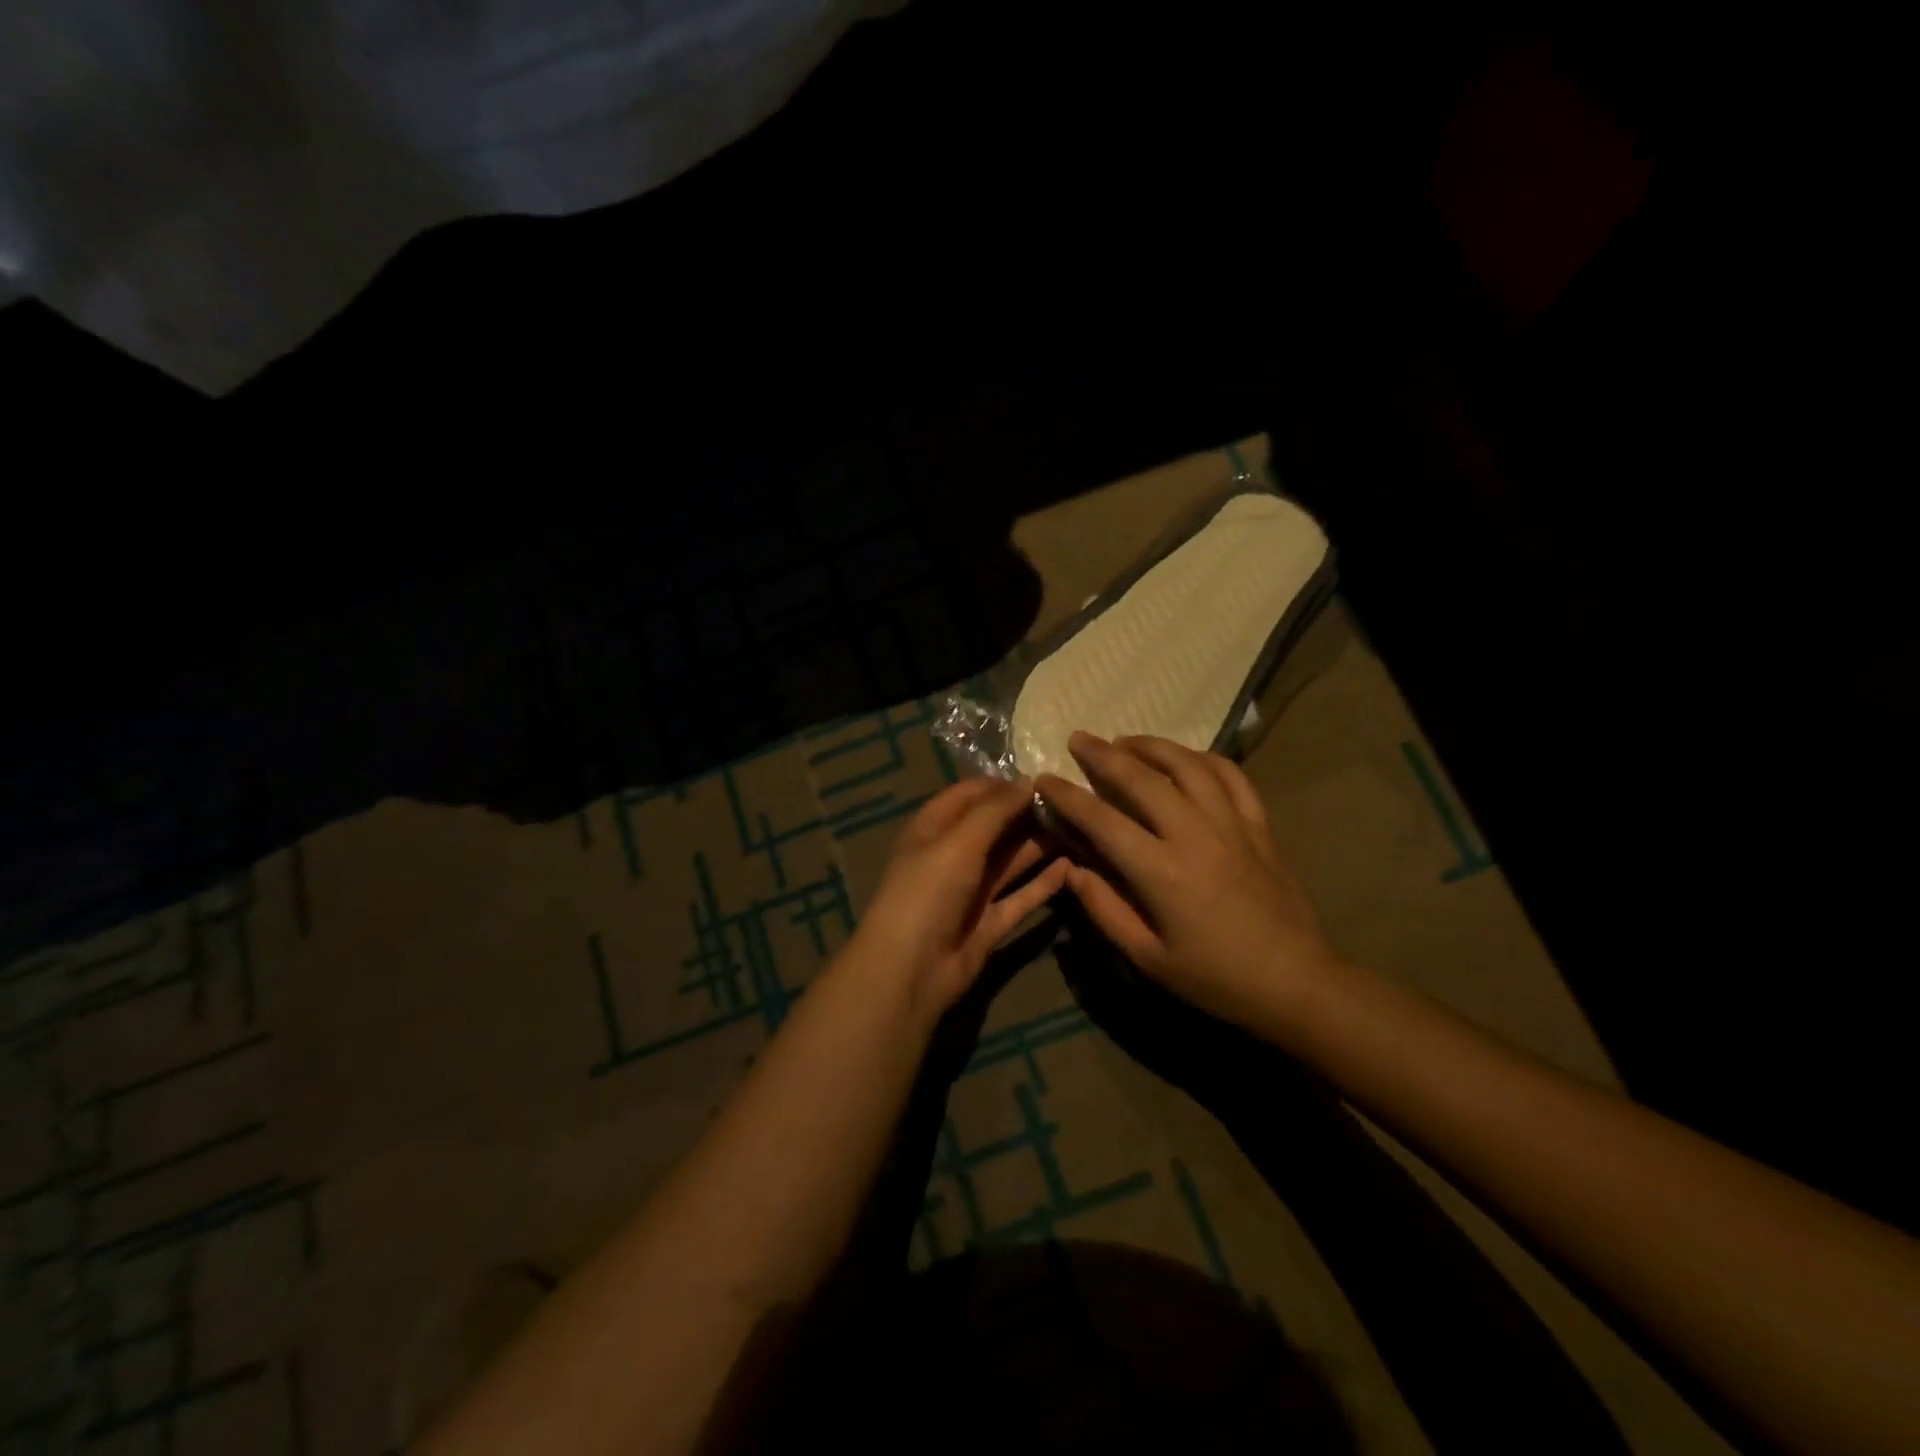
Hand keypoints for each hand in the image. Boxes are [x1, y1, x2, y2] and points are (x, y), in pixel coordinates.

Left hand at [842, 778, 1069, 1017]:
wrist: (911, 970)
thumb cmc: (928, 891)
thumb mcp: (959, 841)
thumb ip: (995, 810)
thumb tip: (1030, 781)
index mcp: (934, 828)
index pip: (971, 794)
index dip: (1004, 785)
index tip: (1046, 779)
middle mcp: (953, 855)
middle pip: (996, 827)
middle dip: (1028, 814)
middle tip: (1075, 802)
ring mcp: (972, 891)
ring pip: (1011, 861)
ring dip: (1040, 846)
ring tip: (1081, 829)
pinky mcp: (990, 922)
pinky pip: (1021, 897)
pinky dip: (1043, 883)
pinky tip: (1072, 867)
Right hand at [1036, 732, 1346, 1029]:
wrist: (1296, 982)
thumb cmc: (1216, 978)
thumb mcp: (1148, 959)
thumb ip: (1105, 910)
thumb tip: (1072, 869)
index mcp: (1161, 871)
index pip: (1102, 819)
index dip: (1068, 796)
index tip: (1045, 780)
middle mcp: (1194, 834)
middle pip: (1142, 778)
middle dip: (1103, 755)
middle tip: (1078, 739)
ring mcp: (1231, 824)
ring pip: (1187, 765)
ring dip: (1152, 746)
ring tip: (1126, 741)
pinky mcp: (1259, 825)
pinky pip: (1232, 776)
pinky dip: (1204, 758)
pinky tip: (1186, 758)